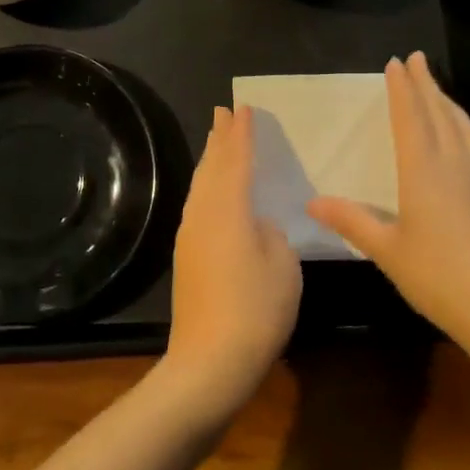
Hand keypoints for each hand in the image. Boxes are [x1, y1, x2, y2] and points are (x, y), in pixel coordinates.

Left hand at [159, 106, 300, 426]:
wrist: (209, 362)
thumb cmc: (255, 309)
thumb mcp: (283, 265)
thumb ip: (271, 234)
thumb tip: (256, 225)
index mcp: (229, 208)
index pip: (237, 160)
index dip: (241, 133)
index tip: (242, 108)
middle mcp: (204, 214)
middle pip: (212, 167)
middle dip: (218, 138)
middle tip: (222, 112)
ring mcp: (190, 235)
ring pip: (201, 186)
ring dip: (210, 161)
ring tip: (216, 142)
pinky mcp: (186, 257)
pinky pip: (198, 204)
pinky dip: (207, 185)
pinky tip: (211, 191)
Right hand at [308, 52, 469, 350]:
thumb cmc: (438, 276)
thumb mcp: (386, 250)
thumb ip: (351, 221)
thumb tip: (312, 201)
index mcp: (423, 172)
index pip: (411, 120)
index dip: (402, 90)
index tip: (396, 62)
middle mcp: (452, 167)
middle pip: (440, 115)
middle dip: (426, 84)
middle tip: (417, 57)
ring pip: (461, 128)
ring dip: (447, 102)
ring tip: (437, 87)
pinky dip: (460, 125)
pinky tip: (458, 137)